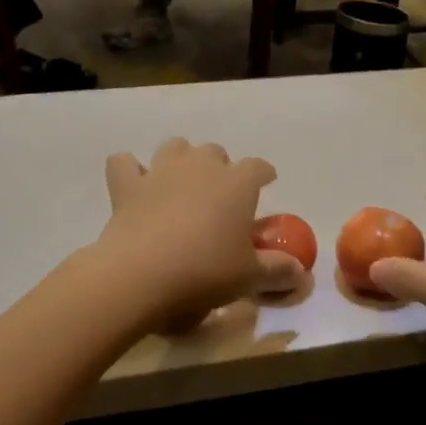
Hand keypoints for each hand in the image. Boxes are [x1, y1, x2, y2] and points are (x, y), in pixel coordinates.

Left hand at [97, 139, 304, 330]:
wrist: (141, 274)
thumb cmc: (206, 271)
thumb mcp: (250, 277)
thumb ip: (278, 271)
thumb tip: (301, 273)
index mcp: (237, 183)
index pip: (258, 167)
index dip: (263, 174)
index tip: (266, 183)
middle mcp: (200, 166)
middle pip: (215, 152)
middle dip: (220, 167)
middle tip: (220, 196)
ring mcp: (160, 171)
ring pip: (175, 147)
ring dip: (181, 159)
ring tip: (181, 183)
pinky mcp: (126, 185)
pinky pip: (124, 163)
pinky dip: (130, 170)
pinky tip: (134, 185)